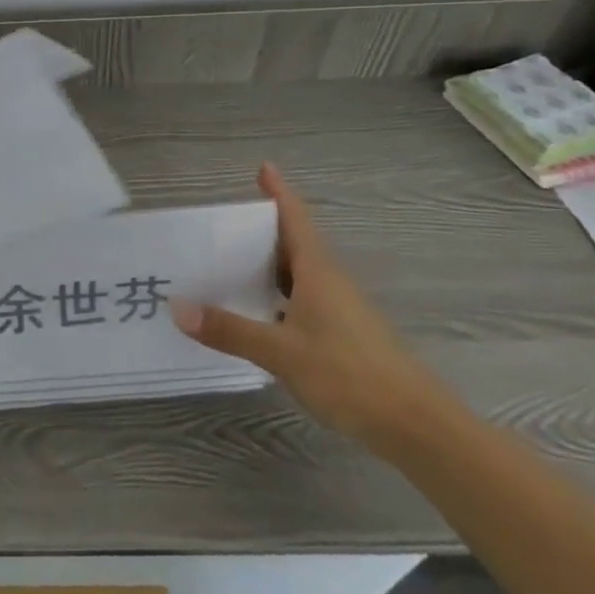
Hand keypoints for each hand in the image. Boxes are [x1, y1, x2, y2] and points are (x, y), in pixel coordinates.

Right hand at [171, 163, 447, 445]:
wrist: (417, 426)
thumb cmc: (349, 374)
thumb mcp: (281, 352)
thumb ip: (230, 330)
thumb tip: (178, 307)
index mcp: (318, 272)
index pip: (295, 219)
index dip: (279, 193)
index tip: (264, 167)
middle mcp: (330, 282)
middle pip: (294, 243)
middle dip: (263, 228)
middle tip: (225, 221)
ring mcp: (340, 309)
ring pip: (298, 273)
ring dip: (268, 263)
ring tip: (230, 261)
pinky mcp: (344, 334)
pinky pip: (302, 299)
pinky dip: (277, 294)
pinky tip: (258, 310)